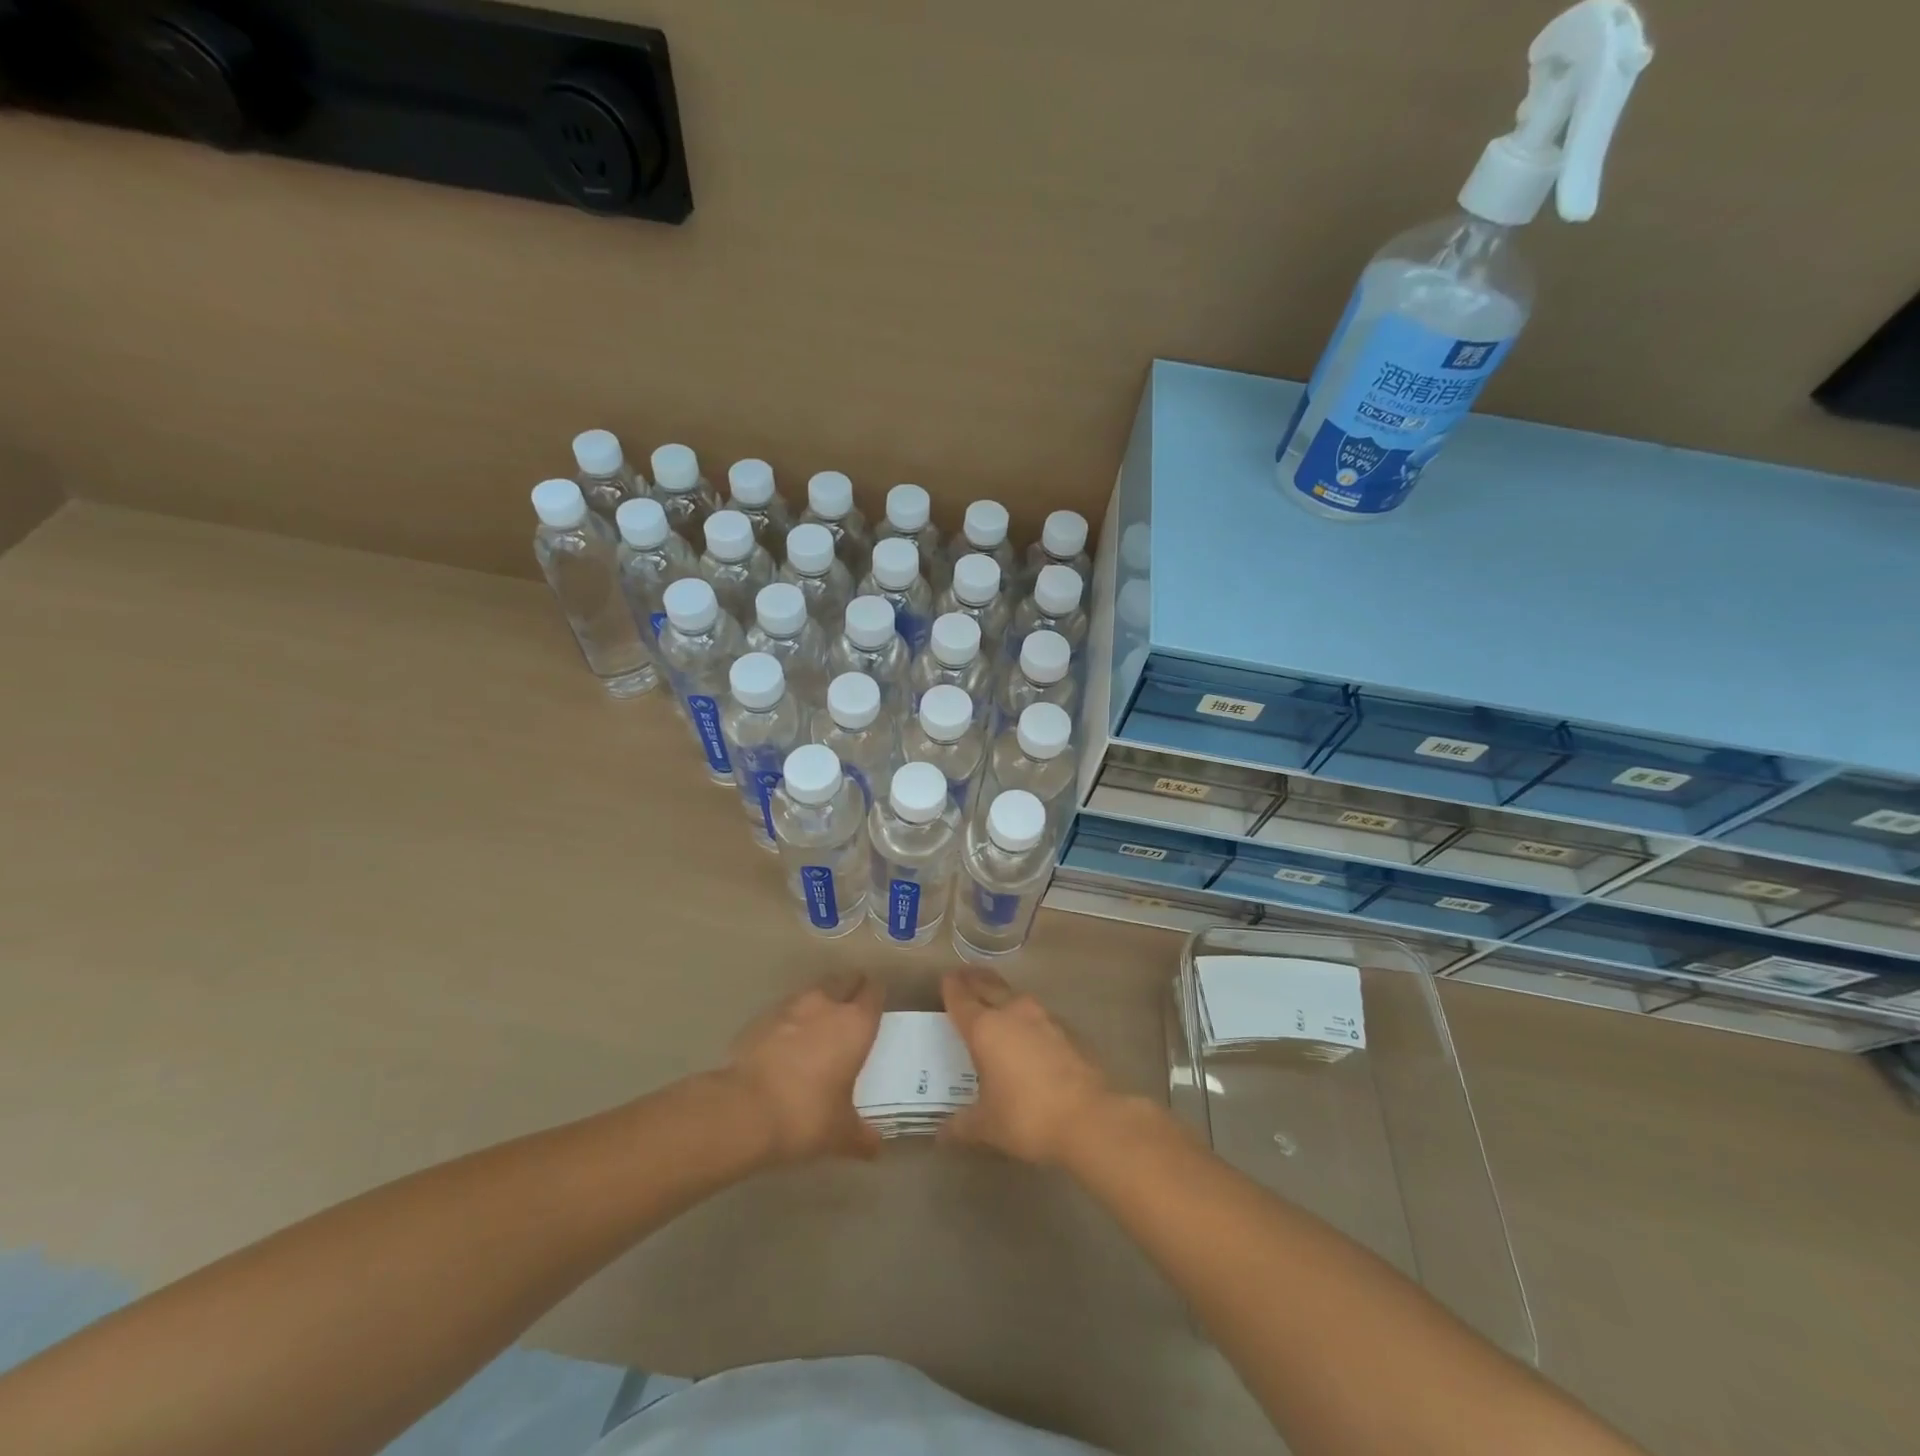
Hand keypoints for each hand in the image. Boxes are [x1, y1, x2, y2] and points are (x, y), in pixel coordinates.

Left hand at [725, 973, 884, 1162]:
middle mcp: (826, 1005)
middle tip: (851, 1011)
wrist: (742, 1110)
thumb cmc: (806, 1115)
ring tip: (819, 1027)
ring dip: (819, 1002)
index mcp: (855, 1024)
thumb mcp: (841, 1133)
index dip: (877, 997)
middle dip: (850, 990)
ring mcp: (790, 1007)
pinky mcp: (760, 1018)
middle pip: (844, 980)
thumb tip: (876, 1147)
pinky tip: (786, 1044)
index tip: (877, 1009)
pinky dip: (790, 1021)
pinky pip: (784, 1011)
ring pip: (813, 992)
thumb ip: (862, 1136)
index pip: (874, 993)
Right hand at [939, 969, 1112, 1165]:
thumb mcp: (987, 1126)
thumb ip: (962, 1124)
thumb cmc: (1027, 1117)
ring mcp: (1044, 1018)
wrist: (1089, 1117)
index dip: (951, 988)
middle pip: (989, 986)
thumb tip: (942, 1132)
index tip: (946, 979)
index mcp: (985, 1028)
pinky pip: (1039, 1015)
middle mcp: (1013, 1013)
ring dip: (1002, 995)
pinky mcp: (1068, 1030)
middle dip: (975, 980)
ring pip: (1016, 997)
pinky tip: (1029, 1032)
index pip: (962, 999)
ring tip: (995, 1001)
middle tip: (965, 976)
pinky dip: (1027, 1017)